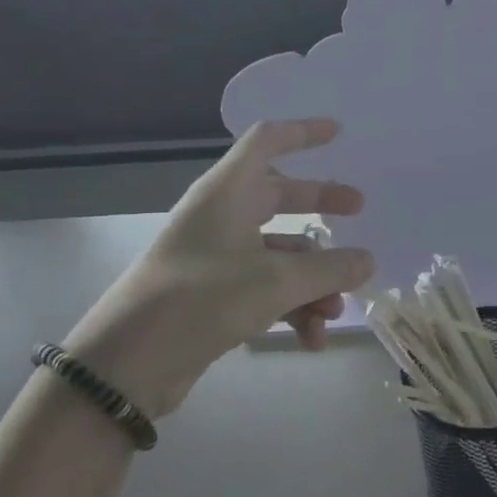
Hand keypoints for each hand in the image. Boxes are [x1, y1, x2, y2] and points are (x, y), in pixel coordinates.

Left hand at [64, 119, 373, 417]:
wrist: (127, 364)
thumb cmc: (202, 300)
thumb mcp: (277, 282)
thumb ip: (330, 268)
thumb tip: (369, 260)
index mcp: (228, 193)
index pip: (266, 142)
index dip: (302, 133)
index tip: (338, 133)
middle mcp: (222, 217)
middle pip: (280, 197)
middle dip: (321, 206)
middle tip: (359, 210)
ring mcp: (217, 257)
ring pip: (280, 253)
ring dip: (313, 280)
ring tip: (334, 312)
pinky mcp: (215, 295)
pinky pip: (267, 288)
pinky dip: (292, 309)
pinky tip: (311, 341)